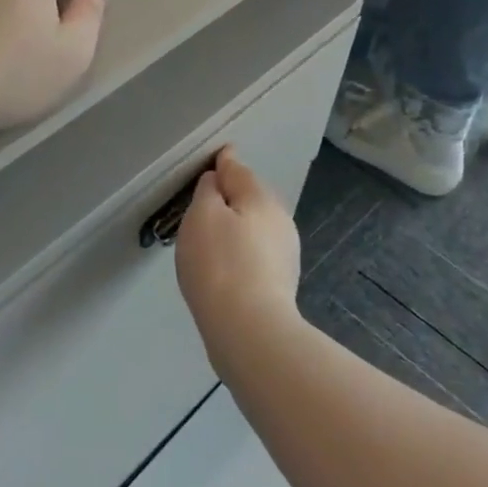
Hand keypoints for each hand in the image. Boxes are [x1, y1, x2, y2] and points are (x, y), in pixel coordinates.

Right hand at [174, 149, 301, 368]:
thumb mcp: (202, 216)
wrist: (249, 330)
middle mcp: (280, 219)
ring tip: (211, 238)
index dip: (223, 162)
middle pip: (250, 198)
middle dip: (231, 197)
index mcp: (261, 198)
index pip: (238, 169)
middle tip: (202, 205)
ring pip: (255, 227)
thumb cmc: (219, 264)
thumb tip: (218, 181)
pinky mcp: (281, 282)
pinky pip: (256, 253)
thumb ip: (209, 191)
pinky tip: (226, 266)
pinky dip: (241, 251)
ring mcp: (285, 253)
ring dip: (237, 226)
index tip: (217, 156)